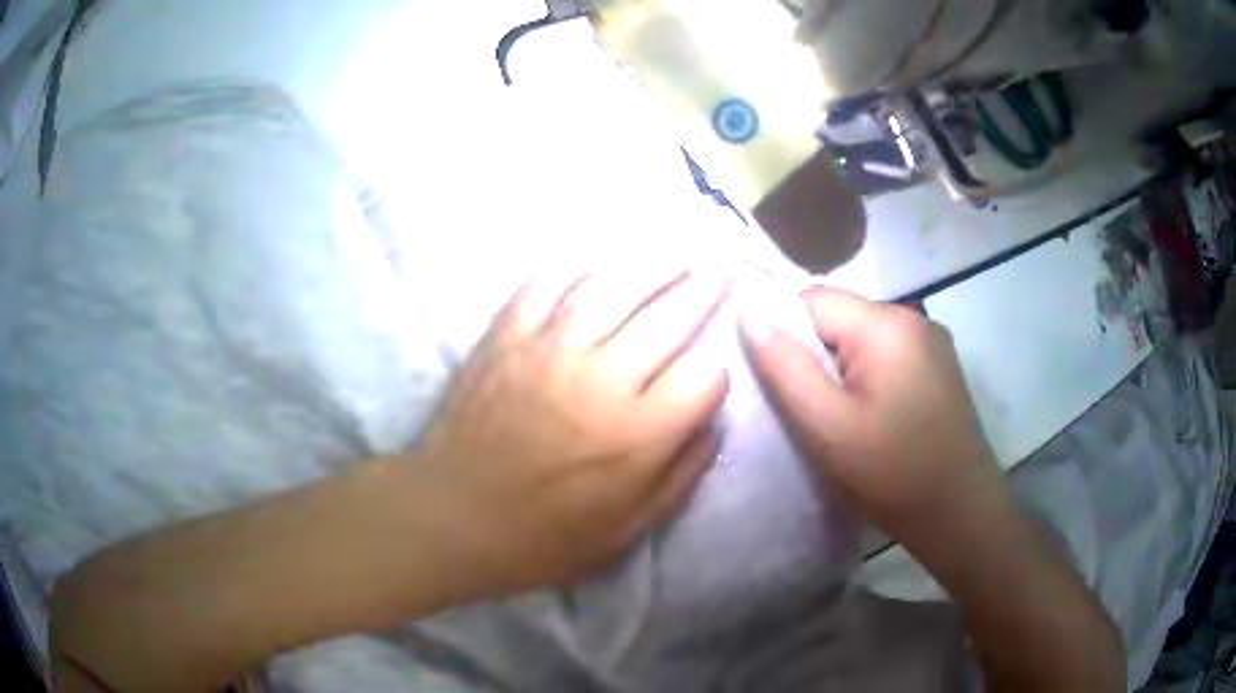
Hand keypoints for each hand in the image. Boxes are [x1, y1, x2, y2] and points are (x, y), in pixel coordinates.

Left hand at [414, 268, 729, 598]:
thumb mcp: (625, 533)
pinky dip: (578, 268)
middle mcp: (601, 379)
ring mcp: (548, 348)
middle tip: (721, 270)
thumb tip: (713, 425)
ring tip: (677, 252)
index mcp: (636, 435)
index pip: (704, 377)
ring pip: (615, 285)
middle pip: (669, 316)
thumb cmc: (541, 537)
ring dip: (655, 263)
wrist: (450, 516)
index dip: (716, 372)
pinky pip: (548, 283)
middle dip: (705, 290)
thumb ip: (679, 478)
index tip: (709, 375)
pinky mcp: (506, 335)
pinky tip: (598, 265)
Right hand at [742, 287, 1009, 545]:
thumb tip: (749, 312)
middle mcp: (913, 318)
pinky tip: (877, 418)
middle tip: (814, 413)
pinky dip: (870, 378)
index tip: (785, 387)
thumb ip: (785, 367)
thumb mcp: (827, 427)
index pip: (812, 300)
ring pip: (863, 339)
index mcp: (886, 324)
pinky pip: (889, 355)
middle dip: (817, 357)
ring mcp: (932, 342)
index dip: (786, 336)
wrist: (960, 513)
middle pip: (840, 318)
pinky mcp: (941, 366)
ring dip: (843, 370)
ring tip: (845, 421)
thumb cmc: (892, 474)